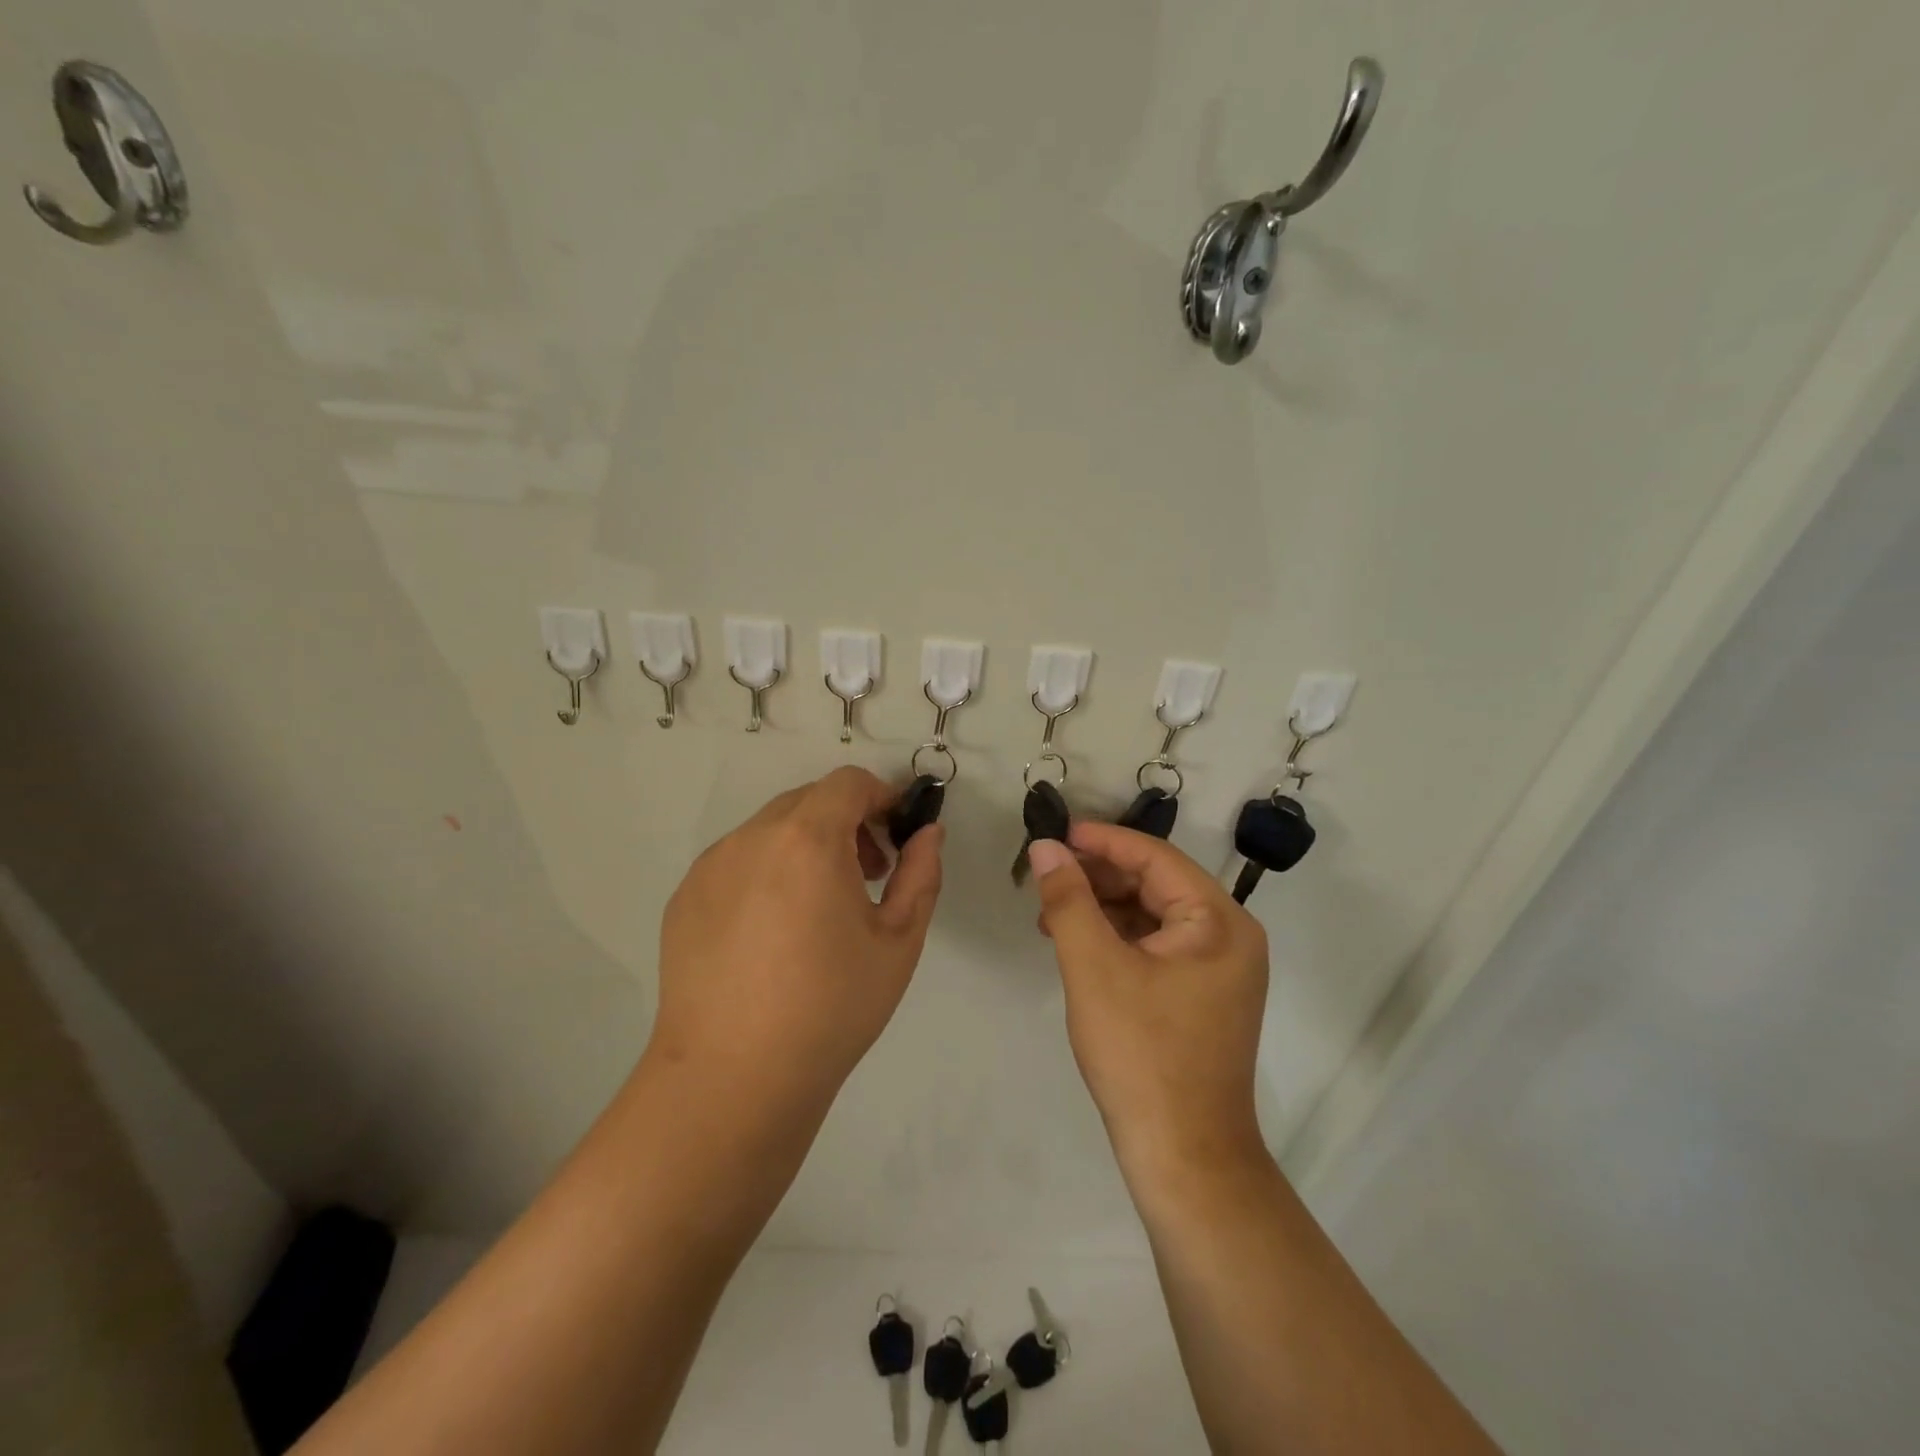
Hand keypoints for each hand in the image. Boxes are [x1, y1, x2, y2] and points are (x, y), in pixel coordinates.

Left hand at [651, 767, 943, 1107]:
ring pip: (769, 830)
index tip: (894, 836)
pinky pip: (735, 862)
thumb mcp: (898, 941)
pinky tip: (770, 935)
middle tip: (865, 876)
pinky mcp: (683, 898)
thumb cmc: (831, 1007)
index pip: (848, 783)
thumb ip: (921, 873)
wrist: (733, 1079)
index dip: (880, 797)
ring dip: (803, 846)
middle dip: (845, 822)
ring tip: (816, 909)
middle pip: (807, 801)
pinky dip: (765, 872)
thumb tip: (928, 832)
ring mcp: (710, 867)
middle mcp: (752, 838)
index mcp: (808, 839)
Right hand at [1027, 827, 1268, 1175]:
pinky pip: (1157, 946)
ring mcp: (1219, 968)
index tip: (1053, 834)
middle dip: (1098, 877)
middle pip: (1156, 883)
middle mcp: (1230, 935)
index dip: (1101, 841)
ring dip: (1103, 907)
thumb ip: (1068, 899)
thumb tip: (1045, 847)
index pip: (1155, 856)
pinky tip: (1078, 944)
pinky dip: (1117, 938)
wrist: (1184, 1157)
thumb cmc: (1140, 1054)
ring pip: (1153, 914)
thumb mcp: (1094, 968)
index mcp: (1218, 921)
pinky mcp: (1203, 994)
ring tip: (1051, 914)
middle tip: (1046, 877)